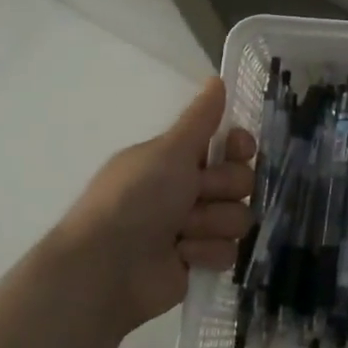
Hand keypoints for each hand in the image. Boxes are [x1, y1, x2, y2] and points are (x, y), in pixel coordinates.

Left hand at [52, 78, 256, 328]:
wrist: (107, 268)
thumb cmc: (135, 199)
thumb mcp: (168, 151)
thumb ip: (200, 118)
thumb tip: (217, 78)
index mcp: (176, 160)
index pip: (228, 146)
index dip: (238, 148)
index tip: (237, 149)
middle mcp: (187, 191)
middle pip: (241, 181)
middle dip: (222, 189)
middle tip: (195, 195)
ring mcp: (194, 228)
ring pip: (238, 217)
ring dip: (211, 223)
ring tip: (181, 233)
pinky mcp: (199, 262)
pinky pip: (229, 251)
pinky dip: (206, 253)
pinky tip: (182, 256)